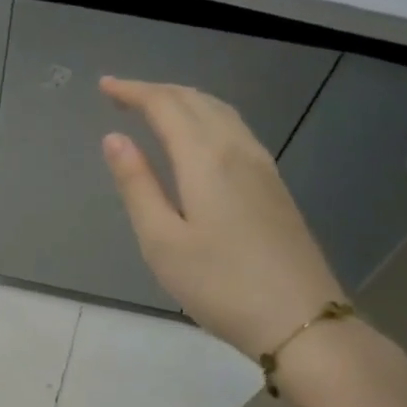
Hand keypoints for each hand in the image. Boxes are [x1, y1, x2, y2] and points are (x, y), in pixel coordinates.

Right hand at [98, 76, 342, 358]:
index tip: (104, 86)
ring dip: (184, 100)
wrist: (301, 321)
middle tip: (122, 94)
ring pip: (220, 112)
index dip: (133, 91)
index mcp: (206, 159)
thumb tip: (114, 139)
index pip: (165, 106)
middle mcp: (237, 150)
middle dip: (157, 91)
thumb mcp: (162, 241)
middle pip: (196, 101)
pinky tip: (199, 136)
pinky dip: (207, 117)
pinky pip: (236, 129)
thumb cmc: (220, 285)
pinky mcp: (275, 185)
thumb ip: (137, 185)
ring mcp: (263, 166)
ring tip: (155, 106)